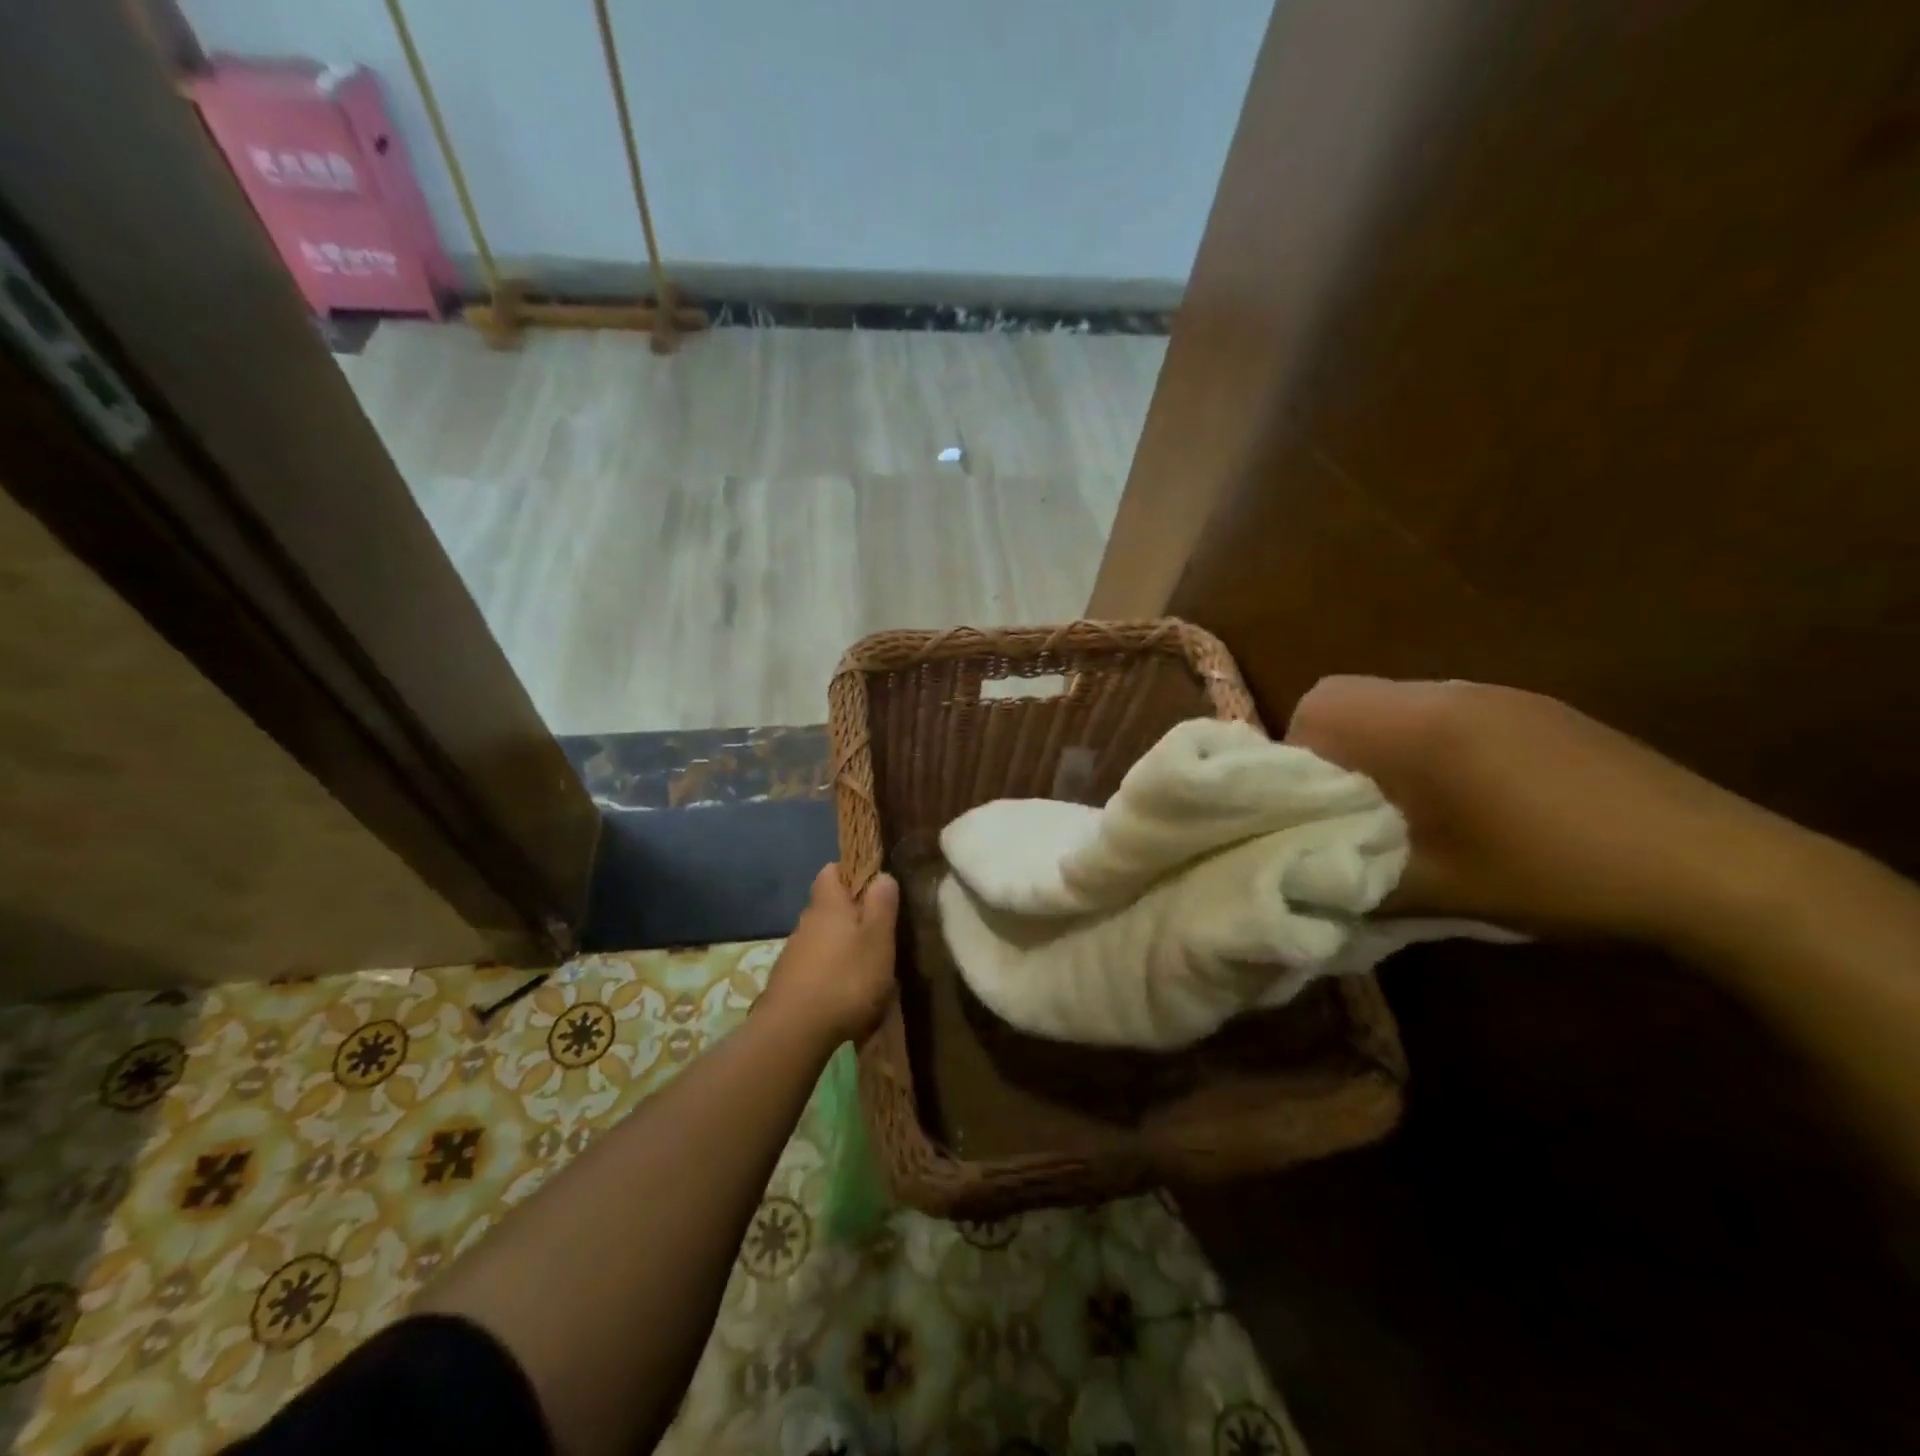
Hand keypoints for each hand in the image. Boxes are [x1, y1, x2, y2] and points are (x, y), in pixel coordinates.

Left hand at [761, 865, 900, 1045]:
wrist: (794, 1032)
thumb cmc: (846, 979)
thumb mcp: (878, 939)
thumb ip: (882, 904)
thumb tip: (881, 875)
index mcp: (828, 904)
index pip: (831, 870)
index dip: (851, 873)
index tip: (873, 889)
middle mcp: (806, 921)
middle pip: (827, 906)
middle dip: (849, 914)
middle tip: (877, 934)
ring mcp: (793, 952)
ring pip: (820, 937)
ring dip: (840, 946)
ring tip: (864, 968)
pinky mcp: (787, 981)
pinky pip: (812, 965)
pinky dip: (828, 971)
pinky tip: (843, 993)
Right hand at [1283, 676, 1805, 946]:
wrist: (1719, 871)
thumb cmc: (1557, 875)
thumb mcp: (1440, 890)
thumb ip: (1355, 877)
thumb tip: (1303, 878)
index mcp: (1420, 726)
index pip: (1315, 712)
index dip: (1297, 760)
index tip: (1314, 812)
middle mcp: (1450, 694)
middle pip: (1348, 697)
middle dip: (1330, 749)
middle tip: (1349, 810)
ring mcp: (1499, 696)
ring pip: (1397, 702)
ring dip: (1381, 747)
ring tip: (1407, 809)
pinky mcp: (1539, 711)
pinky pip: (1448, 712)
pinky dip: (1428, 745)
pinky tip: (1470, 800)